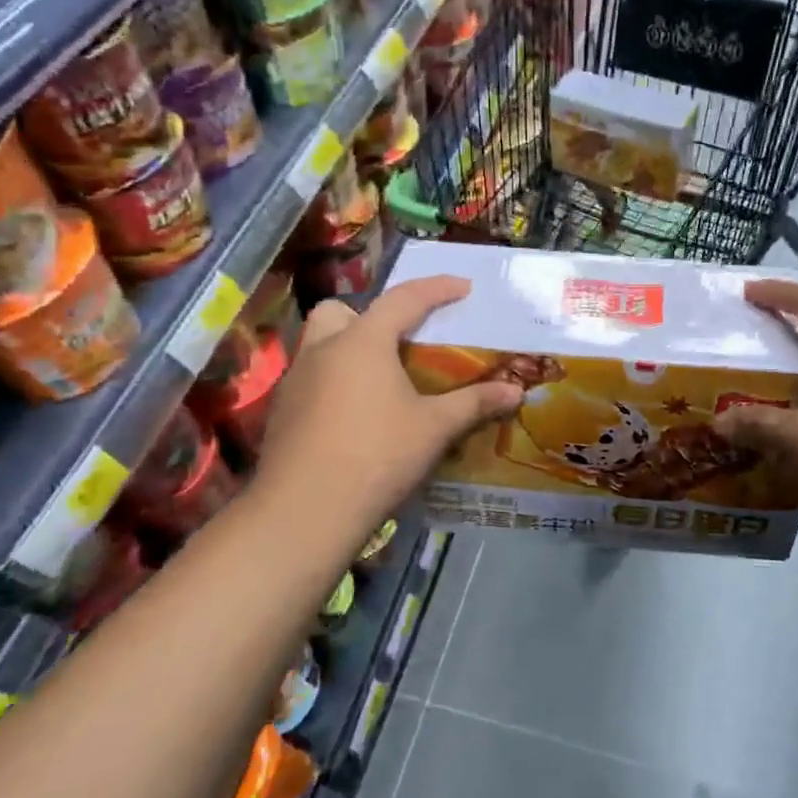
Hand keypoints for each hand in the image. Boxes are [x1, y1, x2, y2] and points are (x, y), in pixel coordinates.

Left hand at [255, 276, 523, 531]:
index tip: (463, 287)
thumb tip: (515, 390)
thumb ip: (474, 403)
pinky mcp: (282, 412)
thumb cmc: (377, 455)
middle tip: (398, 342)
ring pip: (320, 346)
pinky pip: (311, 380)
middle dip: (369, 317)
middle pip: (340, 312)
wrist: (305, 510)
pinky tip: (355, 417)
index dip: (437, 288)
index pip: (404, 299)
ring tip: (380, 383)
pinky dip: (334, 384)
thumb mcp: (434, 428)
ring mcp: (295, 381)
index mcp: (363, 341)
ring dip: (348, 351)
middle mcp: (323, 350)